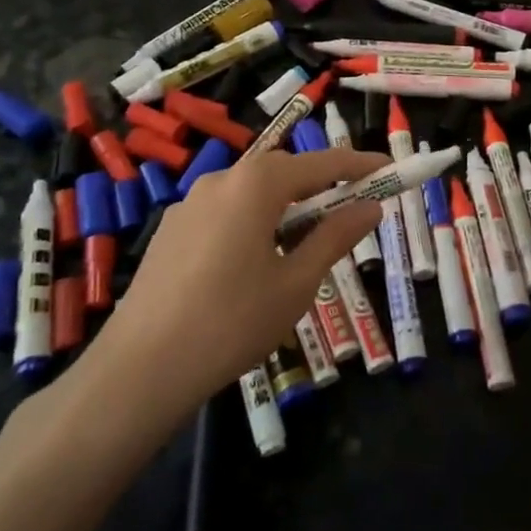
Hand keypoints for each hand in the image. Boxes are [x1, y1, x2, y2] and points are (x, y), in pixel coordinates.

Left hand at [65, 148, 386, 433]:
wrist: (141, 367)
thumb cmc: (232, 322)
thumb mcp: (296, 282)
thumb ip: (335, 237)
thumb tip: (370, 208)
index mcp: (256, 184)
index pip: (321, 163)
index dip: (359, 165)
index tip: (389, 169)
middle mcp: (221, 179)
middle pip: (283, 172)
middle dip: (320, 187)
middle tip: (351, 212)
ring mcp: (190, 203)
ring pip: (251, 193)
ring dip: (285, 207)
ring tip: (304, 244)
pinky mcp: (171, 230)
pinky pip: (225, 212)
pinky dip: (253, 222)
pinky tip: (254, 263)